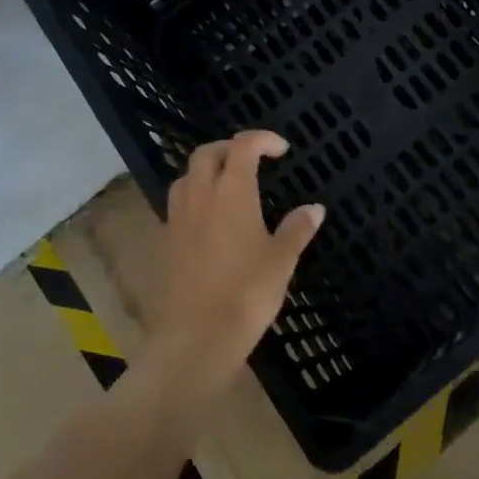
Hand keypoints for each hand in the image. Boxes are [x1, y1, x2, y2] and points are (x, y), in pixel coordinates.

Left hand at [137, 130, 323, 410]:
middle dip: (229, 148)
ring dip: (206, 171)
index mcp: (231, 192)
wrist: (194, 339)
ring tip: (227, 187)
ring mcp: (177, 219)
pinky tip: (210, 223)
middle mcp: (200, 196)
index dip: (262, 139)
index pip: (243, 146)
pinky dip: (194, 200)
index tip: (281, 150)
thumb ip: (297, 229)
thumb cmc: (246, 294)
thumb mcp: (281, 261)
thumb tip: (314, 208)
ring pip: (186, 177)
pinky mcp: (164, 243)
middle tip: (252, 161)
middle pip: (206, 153)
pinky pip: (177, 206)